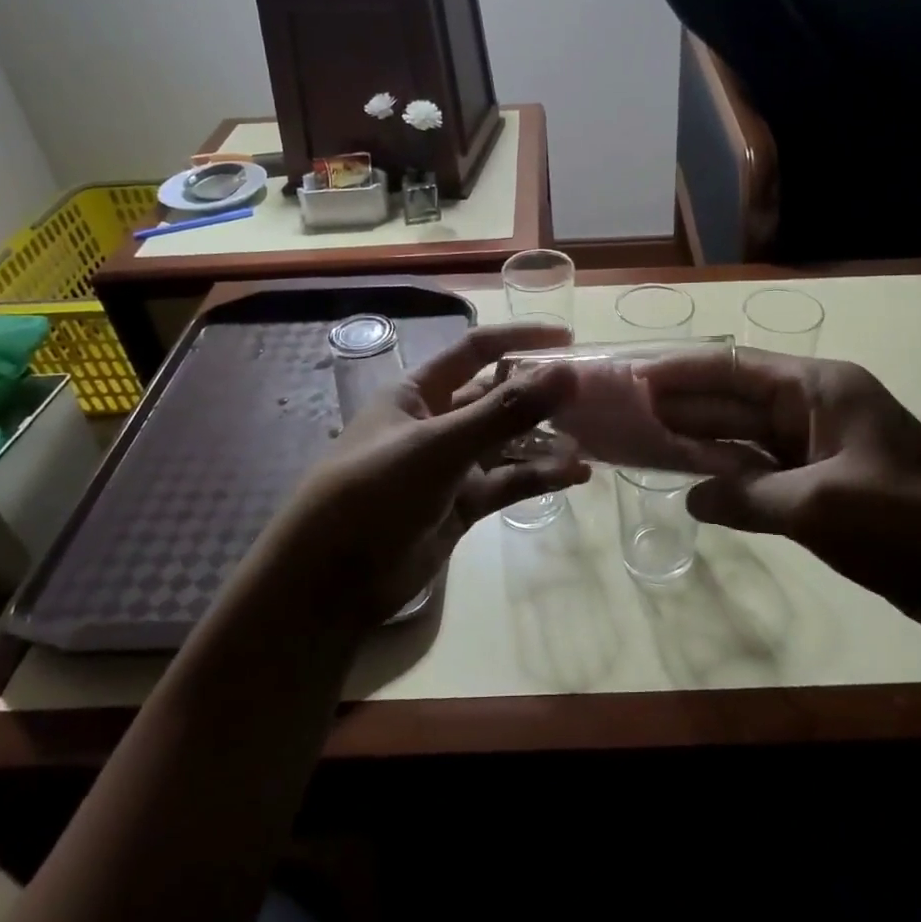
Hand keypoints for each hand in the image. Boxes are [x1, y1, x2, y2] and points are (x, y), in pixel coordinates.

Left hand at [250, 322, 590, 634]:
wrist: (330, 582)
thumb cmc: (375, 493)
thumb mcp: (440, 446)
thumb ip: (505, 411)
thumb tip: (567, 372)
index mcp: (418, 392)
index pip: (476, 350)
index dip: (519, 338)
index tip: (568, 340)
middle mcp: (436, 421)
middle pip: (496, 396)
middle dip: (540, 395)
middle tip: (590, 396)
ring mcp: (449, 465)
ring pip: (506, 442)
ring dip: (544, 440)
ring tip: (590, 440)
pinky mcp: (460, 505)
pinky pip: (507, 482)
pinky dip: (538, 477)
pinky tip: (575, 475)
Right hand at [638, 348, 920, 638]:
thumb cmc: (907, 524)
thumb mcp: (818, 506)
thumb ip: (746, 496)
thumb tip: (692, 499)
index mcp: (823, 389)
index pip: (737, 369)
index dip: (684, 372)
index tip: (635, 377)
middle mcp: (820, 408)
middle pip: (739, 399)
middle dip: (687, 403)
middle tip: (629, 410)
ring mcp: (825, 447)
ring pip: (751, 436)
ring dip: (705, 440)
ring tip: (649, 439)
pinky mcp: (828, 485)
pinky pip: (767, 470)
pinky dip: (733, 475)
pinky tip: (698, 481)